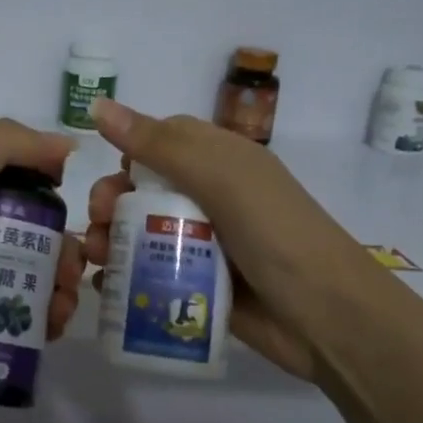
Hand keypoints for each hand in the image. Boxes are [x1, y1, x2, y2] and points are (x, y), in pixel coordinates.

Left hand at [0, 119, 87, 401]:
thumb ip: (1, 146)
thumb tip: (66, 145)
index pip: (25, 184)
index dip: (54, 195)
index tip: (74, 214)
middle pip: (37, 235)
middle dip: (65, 252)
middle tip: (69, 276)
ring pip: (35, 277)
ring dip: (61, 290)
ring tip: (61, 311)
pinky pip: (21, 317)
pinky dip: (44, 321)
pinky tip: (52, 331)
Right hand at [82, 98, 376, 379]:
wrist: (327, 318)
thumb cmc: (274, 233)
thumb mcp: (219, 178)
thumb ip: (157, 145)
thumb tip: (97, 105)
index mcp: (221, 161)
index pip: (164, 141)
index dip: (131, 152)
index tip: (111, 175)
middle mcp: (212, 197)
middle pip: (146, 189)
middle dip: (112, 201)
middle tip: (98, 223)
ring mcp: (207, 243)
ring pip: (144, 232)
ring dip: (111, 239)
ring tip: (95, 259)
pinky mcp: (201, 285)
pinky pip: (153, 273)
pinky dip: (125, 277)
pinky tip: (105, 287)